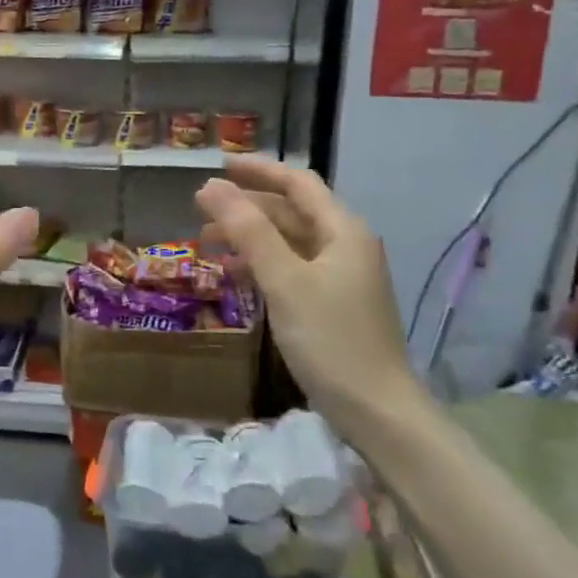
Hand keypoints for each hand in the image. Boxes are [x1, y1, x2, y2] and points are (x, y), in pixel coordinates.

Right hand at [195, 158, 412, 434]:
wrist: (377, 410)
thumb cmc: (331, 340)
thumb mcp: (285, 281)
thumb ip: (249, 231)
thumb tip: (211, 187)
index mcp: (343, 230)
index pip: (298, 183)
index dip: (258, 171)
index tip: (218, 166)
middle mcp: (345, 245)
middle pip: (292, 212)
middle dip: (247, 208)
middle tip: (201, 211)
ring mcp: (341, 276)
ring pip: (289, 242)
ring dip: (250, 237)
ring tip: (208, 244)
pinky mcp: (333, 304)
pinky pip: (292, 269)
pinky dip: (262, 265)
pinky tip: (236, 275)